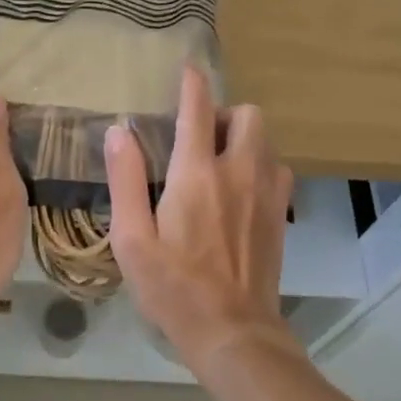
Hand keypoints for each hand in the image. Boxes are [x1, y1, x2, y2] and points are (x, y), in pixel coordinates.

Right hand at [105, 66, 295, 371]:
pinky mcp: (280, 214)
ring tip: (219, 163)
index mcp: (196, 175)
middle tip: (199, 137)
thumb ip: (125, 180)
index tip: (187, 69)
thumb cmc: (173, 287)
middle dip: (224, 114)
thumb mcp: (132, 239)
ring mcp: (267, 192)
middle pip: (248, 114)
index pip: (197, 110)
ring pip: (266, 140)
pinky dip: (260, 166)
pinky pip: (278, 169)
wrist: (232, 331)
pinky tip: (240, 191)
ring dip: (243, 139)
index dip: (192, 83)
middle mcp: (238, 171)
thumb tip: (119, 131)